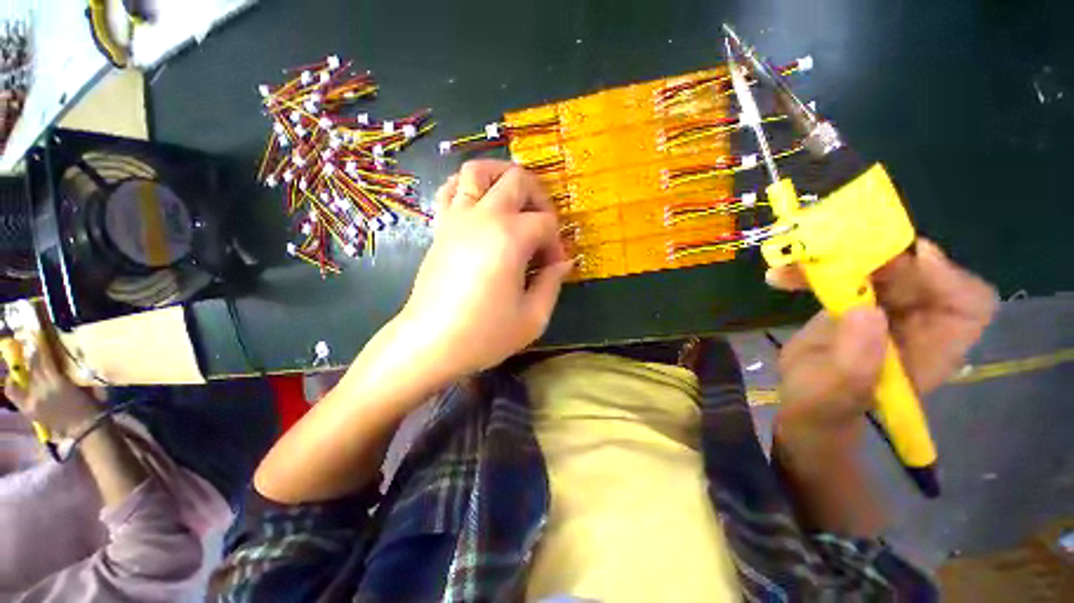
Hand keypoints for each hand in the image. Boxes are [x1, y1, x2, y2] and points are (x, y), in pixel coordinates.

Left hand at [4, 345, 100, 439]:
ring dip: (26, 367)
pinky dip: (13, 384)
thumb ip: (76, 373)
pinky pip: (15, 394)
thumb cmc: (92, 406)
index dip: (41, 346)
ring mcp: (33, 400)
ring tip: (27, 358)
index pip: (44, 359)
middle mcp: (42, 390)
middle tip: (32, 343)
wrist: (86, 429)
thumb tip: (69, 356)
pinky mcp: (28, 409)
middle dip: (33, 356)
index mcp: (58, 383)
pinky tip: (13, 378)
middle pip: (33, 368)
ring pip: (26, 378)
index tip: (39, 335)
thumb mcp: (89, 387)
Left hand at [398, 160, 572, 377]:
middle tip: (542, 227)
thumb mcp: (533, 317)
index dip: (556, 243)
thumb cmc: (485, 334)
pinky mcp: (440, 228)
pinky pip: (451, 189)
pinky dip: (469, 187)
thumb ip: (553, 283)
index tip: (553, 267)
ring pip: (478, 170)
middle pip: (517, 180)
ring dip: (502, 177)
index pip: (546, 223)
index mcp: (511, 237)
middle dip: (539, 198)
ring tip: (515, 201)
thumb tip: (564, 262)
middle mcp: (483, 217)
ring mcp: (457, 219)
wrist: (430, 343)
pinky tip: (481, 207)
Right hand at [768, 239, 996, 441]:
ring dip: (833, 260)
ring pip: (874, 267)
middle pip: (916, 273)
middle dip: (877, 258)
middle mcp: (914, 322)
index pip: (968, 304)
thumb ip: (856, 361)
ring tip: (793, 267)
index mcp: (931, 349)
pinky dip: (809, 272)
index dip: (950, 278)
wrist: (804, 404)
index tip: (912, 260)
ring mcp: (881, 309)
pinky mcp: (849, 303)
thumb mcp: (839, 393)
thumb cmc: (826, 408)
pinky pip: (838, 276)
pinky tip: (780, 277)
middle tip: (832, 253)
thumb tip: (866, 310)